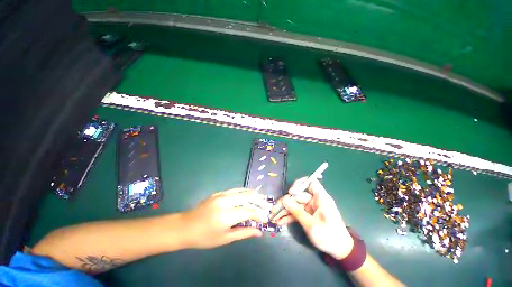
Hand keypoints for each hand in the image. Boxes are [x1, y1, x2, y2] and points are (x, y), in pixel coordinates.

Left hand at [182, 188, 272, 248]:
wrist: (185, 226)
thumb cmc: (204, 237)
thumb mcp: (225, 238)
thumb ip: (244, 233)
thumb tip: (259, 232)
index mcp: (226, 215)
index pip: (249, 211)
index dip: (259, 215)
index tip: (265, 219)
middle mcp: (225, 201)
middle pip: (248, 197)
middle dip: (259, 202)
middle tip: (267, 207)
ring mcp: (221, 194)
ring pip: (242, 191)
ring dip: (254, 194)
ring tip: (261, 198)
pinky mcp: (219, 192)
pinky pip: (235, 190)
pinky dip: (244, 192)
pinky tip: (249, 194)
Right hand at [270, 178, 353, 258]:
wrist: (340, 251)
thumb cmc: (328, 236)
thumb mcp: (310, 224)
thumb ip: (296, 211)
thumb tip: (284, 199)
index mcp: (320, 198)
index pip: (310, 182)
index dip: (300, 184)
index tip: (290, 192)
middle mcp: (315, 200)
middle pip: (298, 196)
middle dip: (285, 203)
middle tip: (274, 210)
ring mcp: (311, 207)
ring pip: (295, 205)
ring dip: (285, 210)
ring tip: (274, 216)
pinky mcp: (308, 214)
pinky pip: (297, 212)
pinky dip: (289, 216)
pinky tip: (280, 221)